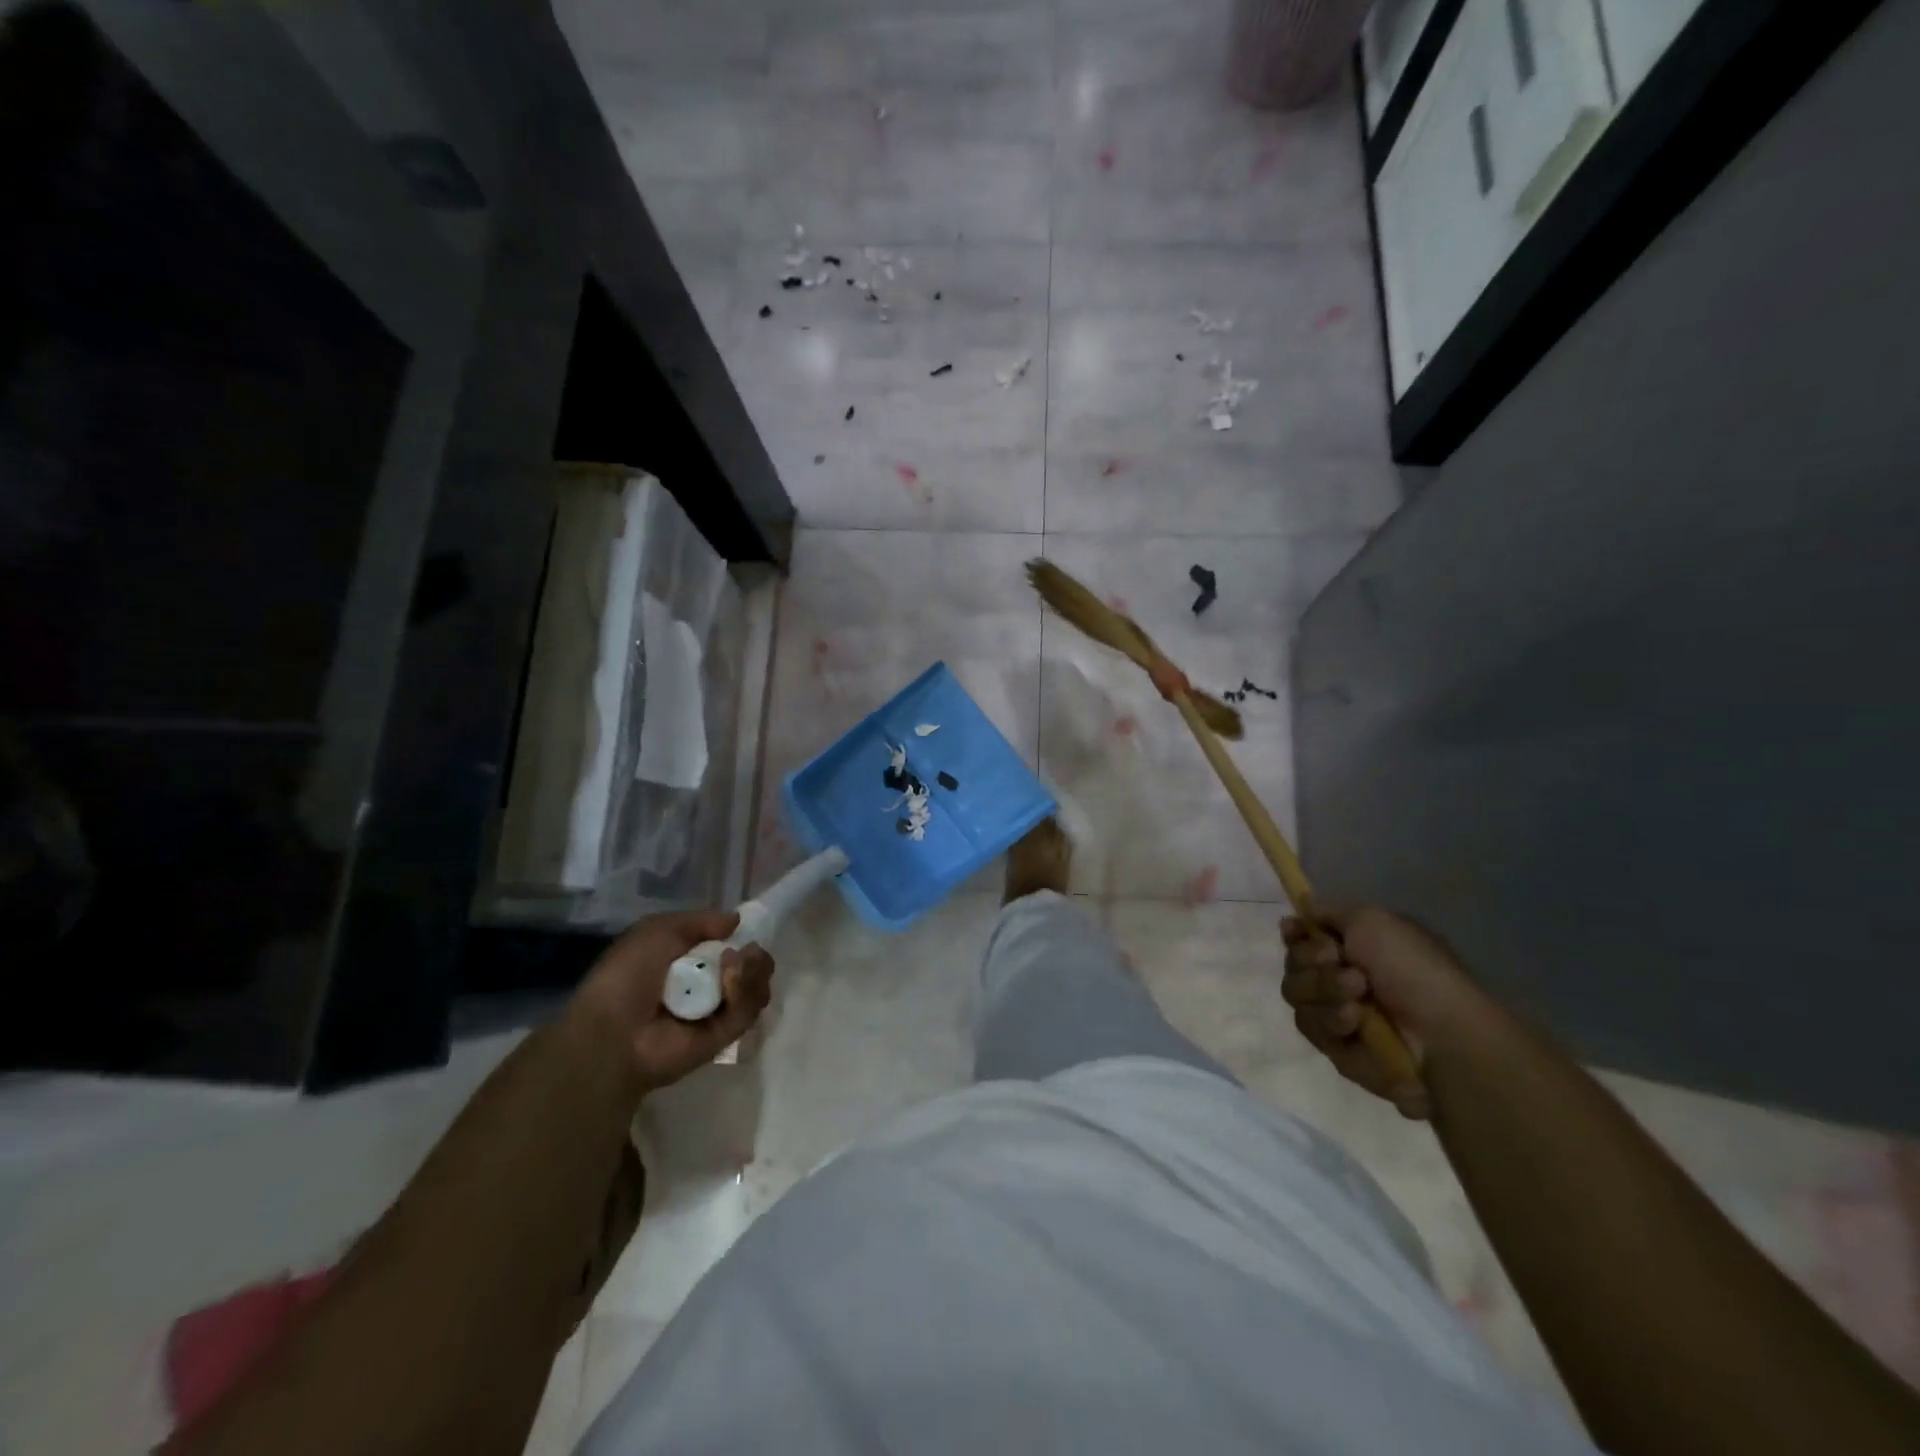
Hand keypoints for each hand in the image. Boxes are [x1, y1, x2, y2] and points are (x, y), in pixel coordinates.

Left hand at [572, 911, 774, 1092]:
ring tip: (734, 966)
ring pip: (755, 987)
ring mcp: (717, 1013)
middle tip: (748, 952)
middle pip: (750, 968)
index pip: (730, 948)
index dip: (742, 938)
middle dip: (755, 956)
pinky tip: (730, 982)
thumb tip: (737, 920)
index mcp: (687, 963)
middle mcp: (705, 987)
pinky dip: (745, 992)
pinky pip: (748, 1010)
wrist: (614, 1030)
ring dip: (752, 970)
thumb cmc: (629, 974)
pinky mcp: (725, 1037)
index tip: (746, 931)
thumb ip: (701, 921)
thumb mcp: (659, 929)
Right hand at [1281, 907, 1493, 1120]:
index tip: (1295, 930)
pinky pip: (1311, 1028)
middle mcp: (1340, 977)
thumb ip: (1329, 913)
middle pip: (1292, 963)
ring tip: (1359, 997)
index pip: (1301, 936)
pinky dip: (1332, 1021)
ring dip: (1324, 990)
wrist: (1442, 1036)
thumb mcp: (1373, 921)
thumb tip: (1303, 905)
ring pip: (1295, 994)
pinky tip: (1356, 1024)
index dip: (1294, 933)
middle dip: (1311, 961)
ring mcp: (1336, 1013)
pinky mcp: (1336, 1048)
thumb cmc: (1413, 969)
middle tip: (1343, 964)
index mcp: (1353, 947)